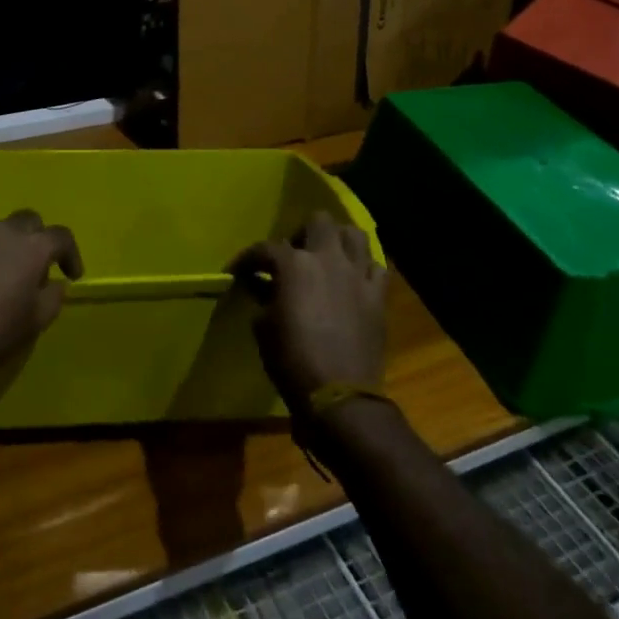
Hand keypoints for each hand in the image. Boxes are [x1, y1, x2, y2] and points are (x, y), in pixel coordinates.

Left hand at [0, 211, 82, 390]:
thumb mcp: (36, 321)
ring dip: (9, 245)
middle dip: (38, 238)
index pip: (61, 236)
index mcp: (31, 246)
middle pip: (29, 220)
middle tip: (38, 265)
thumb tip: (55, 284)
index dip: (71, 255)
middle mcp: (3, 232)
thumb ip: (53, 296)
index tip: (72, 275)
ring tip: (7, 273)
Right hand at [231, 212, 386, 410]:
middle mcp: (328, 259)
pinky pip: (377, 268)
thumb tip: (263, 286)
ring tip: (327, 258)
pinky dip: (365, 268)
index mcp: (294, 265)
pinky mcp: (379, 296)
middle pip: (319, 221)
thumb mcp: (263, 328)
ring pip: (355, 234)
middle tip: (293, 256)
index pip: (266, 248)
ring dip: (338, 241)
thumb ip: (263, 297)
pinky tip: (354, 279)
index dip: (248, 259)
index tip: (239, 272)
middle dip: (302, 233)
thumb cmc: (292, 361)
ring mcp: (358, 275)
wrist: (340, 396)